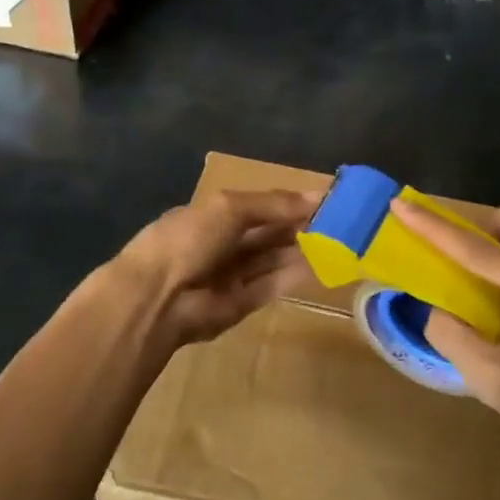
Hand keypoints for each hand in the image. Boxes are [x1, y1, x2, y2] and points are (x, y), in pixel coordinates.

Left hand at [117, 188, 320, 355]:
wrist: (158, 297)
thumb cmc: (189, 239)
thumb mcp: (230, 207)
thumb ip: (274, 203)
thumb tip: (317, 195)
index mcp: (212, 215)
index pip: (258, 206)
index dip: (289, 202)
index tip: (326, 199)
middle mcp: (222, 244)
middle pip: (268, 233)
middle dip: (300, 226)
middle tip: (341, 221)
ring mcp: (231, 275)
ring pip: (273, 259)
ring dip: (302, 249)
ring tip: (339, 240)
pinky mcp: (241, 304)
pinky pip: (272, 286)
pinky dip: (294, 275)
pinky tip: (322, 265)